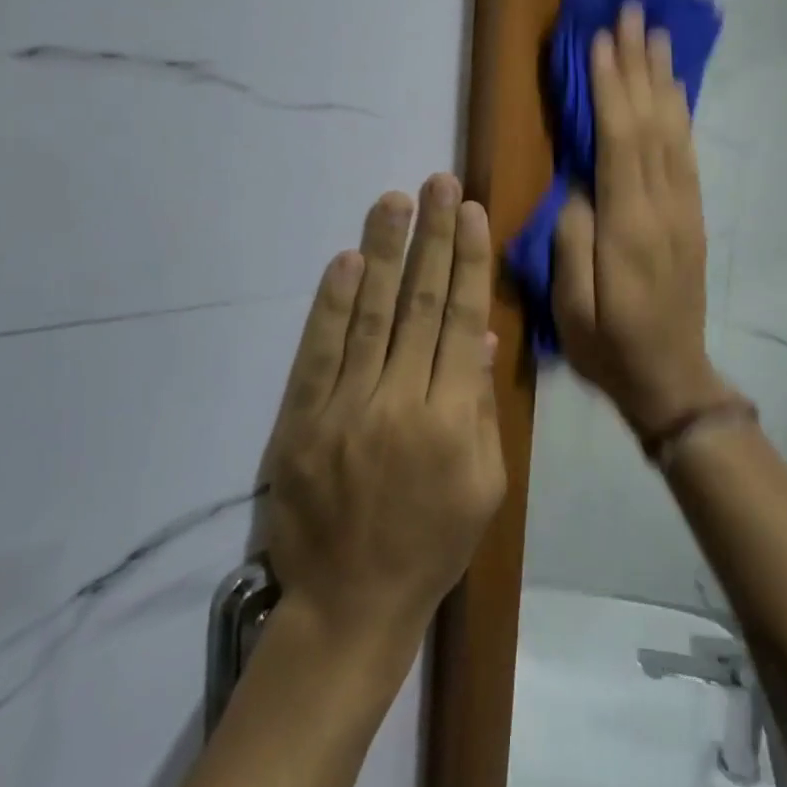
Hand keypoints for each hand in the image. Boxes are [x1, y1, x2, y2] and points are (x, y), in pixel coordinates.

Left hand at [262, 175, 505, 668]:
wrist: (349, 603)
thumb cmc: (432, 544)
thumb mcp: (484, 486)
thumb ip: (482, 407)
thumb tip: (479, 336)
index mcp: (453, 420)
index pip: (461, 320)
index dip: (467, 262)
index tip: (471, 212)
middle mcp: (400, 402)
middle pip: (419, 304)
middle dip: (432, 238)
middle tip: (438, 183)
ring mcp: (345, 408)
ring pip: (370, 315)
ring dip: (383, 252)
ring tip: (395, 200)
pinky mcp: (301, 419)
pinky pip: (319, 351)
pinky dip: (332, 303)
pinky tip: (346, 260)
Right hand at [553, 3, 728, 436]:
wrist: (672, 379)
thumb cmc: (609, 347)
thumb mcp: (571, 309)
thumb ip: (572, 242)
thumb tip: (579, 187)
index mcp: (628, 228)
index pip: (619, 142)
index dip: (611, 88)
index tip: (601, 40)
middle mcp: (663, 207)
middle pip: (652, 122)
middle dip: (640, 64)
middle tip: (633, 13)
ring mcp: (684, 209)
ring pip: (674, 131)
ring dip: (663, 79)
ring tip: (657, 34)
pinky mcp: (692, 216)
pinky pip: (687, 153)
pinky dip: (680, 113)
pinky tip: (673, 90)